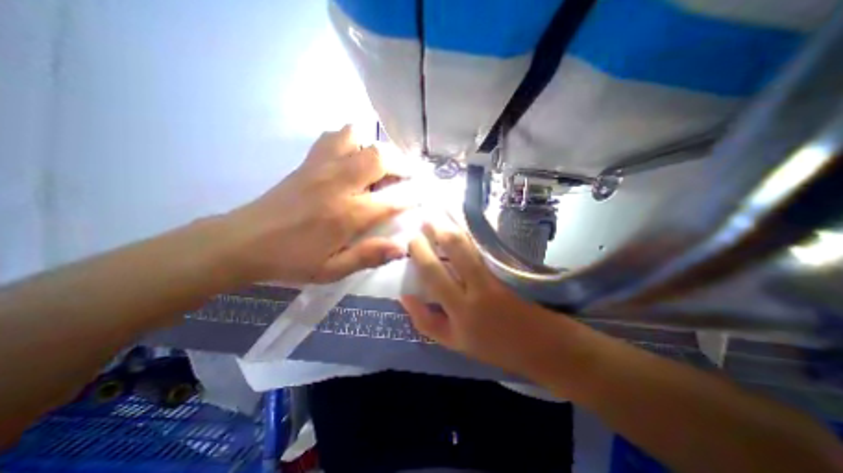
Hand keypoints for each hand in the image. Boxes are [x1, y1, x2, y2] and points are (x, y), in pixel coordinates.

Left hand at [223, 124, 407, 281]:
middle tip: (408, 177)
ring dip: (376, 148)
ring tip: (381, 166)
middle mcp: (339, 183)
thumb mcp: (333, 270)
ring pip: (358, 137)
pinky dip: (352, 140)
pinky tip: (354, 157)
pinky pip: (335, 136)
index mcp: (348, 214)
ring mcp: (322, 166)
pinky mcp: (308, 161)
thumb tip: (402, 248)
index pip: (393, 199)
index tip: (424, 196)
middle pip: (380, 157)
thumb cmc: (292, 260)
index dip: (413, 196)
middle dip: (402, 164)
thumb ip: (368, 257)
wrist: (244, 241)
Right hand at [399, 219, 557, 374]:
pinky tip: (467, 221)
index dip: (419, 252)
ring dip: (455, 224)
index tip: (413, 239)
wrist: (540, 345)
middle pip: (454, 248)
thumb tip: (404, 295)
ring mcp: (497, 275)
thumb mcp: (453, 342)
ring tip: (442, 210)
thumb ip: (425, 321)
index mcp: (459, 309)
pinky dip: (474, 231)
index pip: (432, 272)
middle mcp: (477, 288)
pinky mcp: (511, 269)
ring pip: (472, 242)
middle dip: (436, 228)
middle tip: (426, 216)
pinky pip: (487, 245)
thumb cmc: (493, 345)